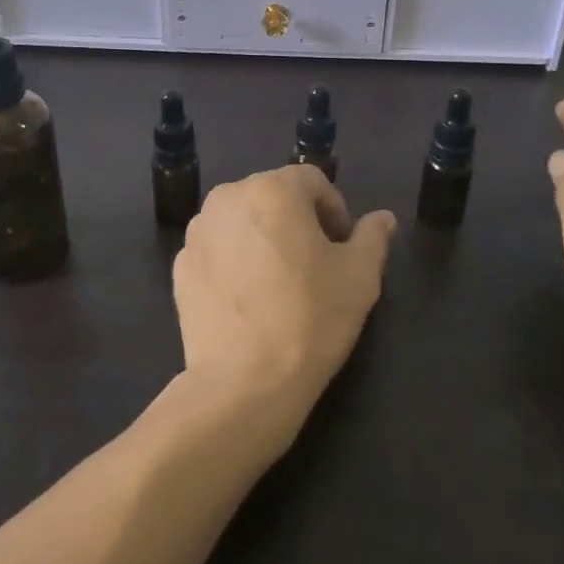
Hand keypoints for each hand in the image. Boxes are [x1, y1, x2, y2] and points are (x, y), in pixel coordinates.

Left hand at [172, 165, 395, 448]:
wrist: (242, 383)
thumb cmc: (310, 319)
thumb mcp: (359, 277)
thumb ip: (372, 237)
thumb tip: (383, 218)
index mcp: (273, 189)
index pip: (312, 181)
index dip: (334, 210)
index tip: (342, 247)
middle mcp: (229, 197)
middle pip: (273, 196)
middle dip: (297, 221)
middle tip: (315, 264)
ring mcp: (199, 231)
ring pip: (242, 221)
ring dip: (263, 237)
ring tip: (279, 282)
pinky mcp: (180, 265)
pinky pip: (217, 249)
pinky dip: (233, 261)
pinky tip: (248, 299)